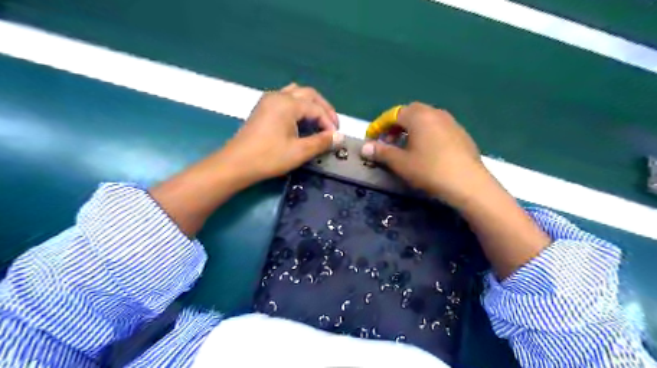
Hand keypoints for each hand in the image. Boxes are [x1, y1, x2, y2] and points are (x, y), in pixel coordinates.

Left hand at [150, 84, 344, 235]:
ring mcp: (268, 100)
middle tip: (332, 126)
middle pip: (308, 94)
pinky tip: (301, 120)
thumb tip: (340, 137)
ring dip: (311, 104)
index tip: (335, 138)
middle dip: (323, 109)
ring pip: (296, 93)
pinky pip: (286, 99)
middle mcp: (278, 96)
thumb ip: (321, 142)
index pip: (316, 108)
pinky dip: (298, 106)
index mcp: (288, 103)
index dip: (329, 123)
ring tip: (319, 121)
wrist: (236, 164)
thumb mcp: (299, 151)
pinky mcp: (263, 108)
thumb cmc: (268, 157)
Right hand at [361, 103, 489, 208]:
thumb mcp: (401, 163)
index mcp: (418, 116)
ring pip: (425, 120)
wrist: (468, 183)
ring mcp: (451, 122)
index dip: (379, 125)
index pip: (393, 114)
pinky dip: (426, 134)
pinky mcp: (461, 134)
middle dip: (396, 125)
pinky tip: (426, 152)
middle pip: (410, 113)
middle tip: (389, 142)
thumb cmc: (429, 170)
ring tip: (406, 147)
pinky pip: (437, 128)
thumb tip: (365, 147)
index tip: (371, 138)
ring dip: (411, 130)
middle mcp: (435, 113)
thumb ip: (381, 152)